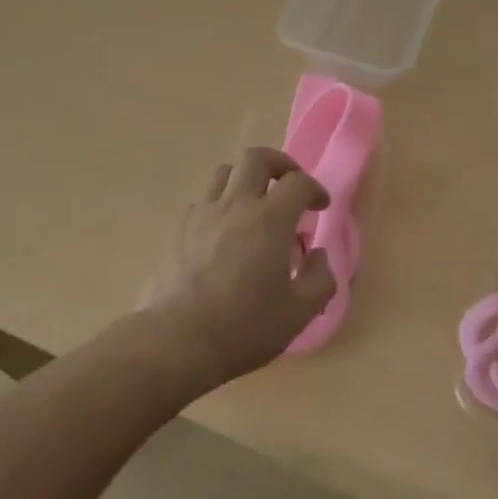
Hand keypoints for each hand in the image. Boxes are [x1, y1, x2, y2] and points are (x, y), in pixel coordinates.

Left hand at [141, 147, 335, 388]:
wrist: (177, 341)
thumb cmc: (244, 327)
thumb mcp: (299, 313)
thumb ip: (320, 279)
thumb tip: (318, 255)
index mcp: (269, 220)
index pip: (298, 182)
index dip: (315, 188)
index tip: (320, 207)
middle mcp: (236, 205)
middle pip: (257, 157)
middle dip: (279, 164)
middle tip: (289, 186)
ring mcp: (203, 213)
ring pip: (226, 172)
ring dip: (247, 179)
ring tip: (256, 205)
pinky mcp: (179, 228)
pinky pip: (204, 200)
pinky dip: (221, 204)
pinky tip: (225, 232)